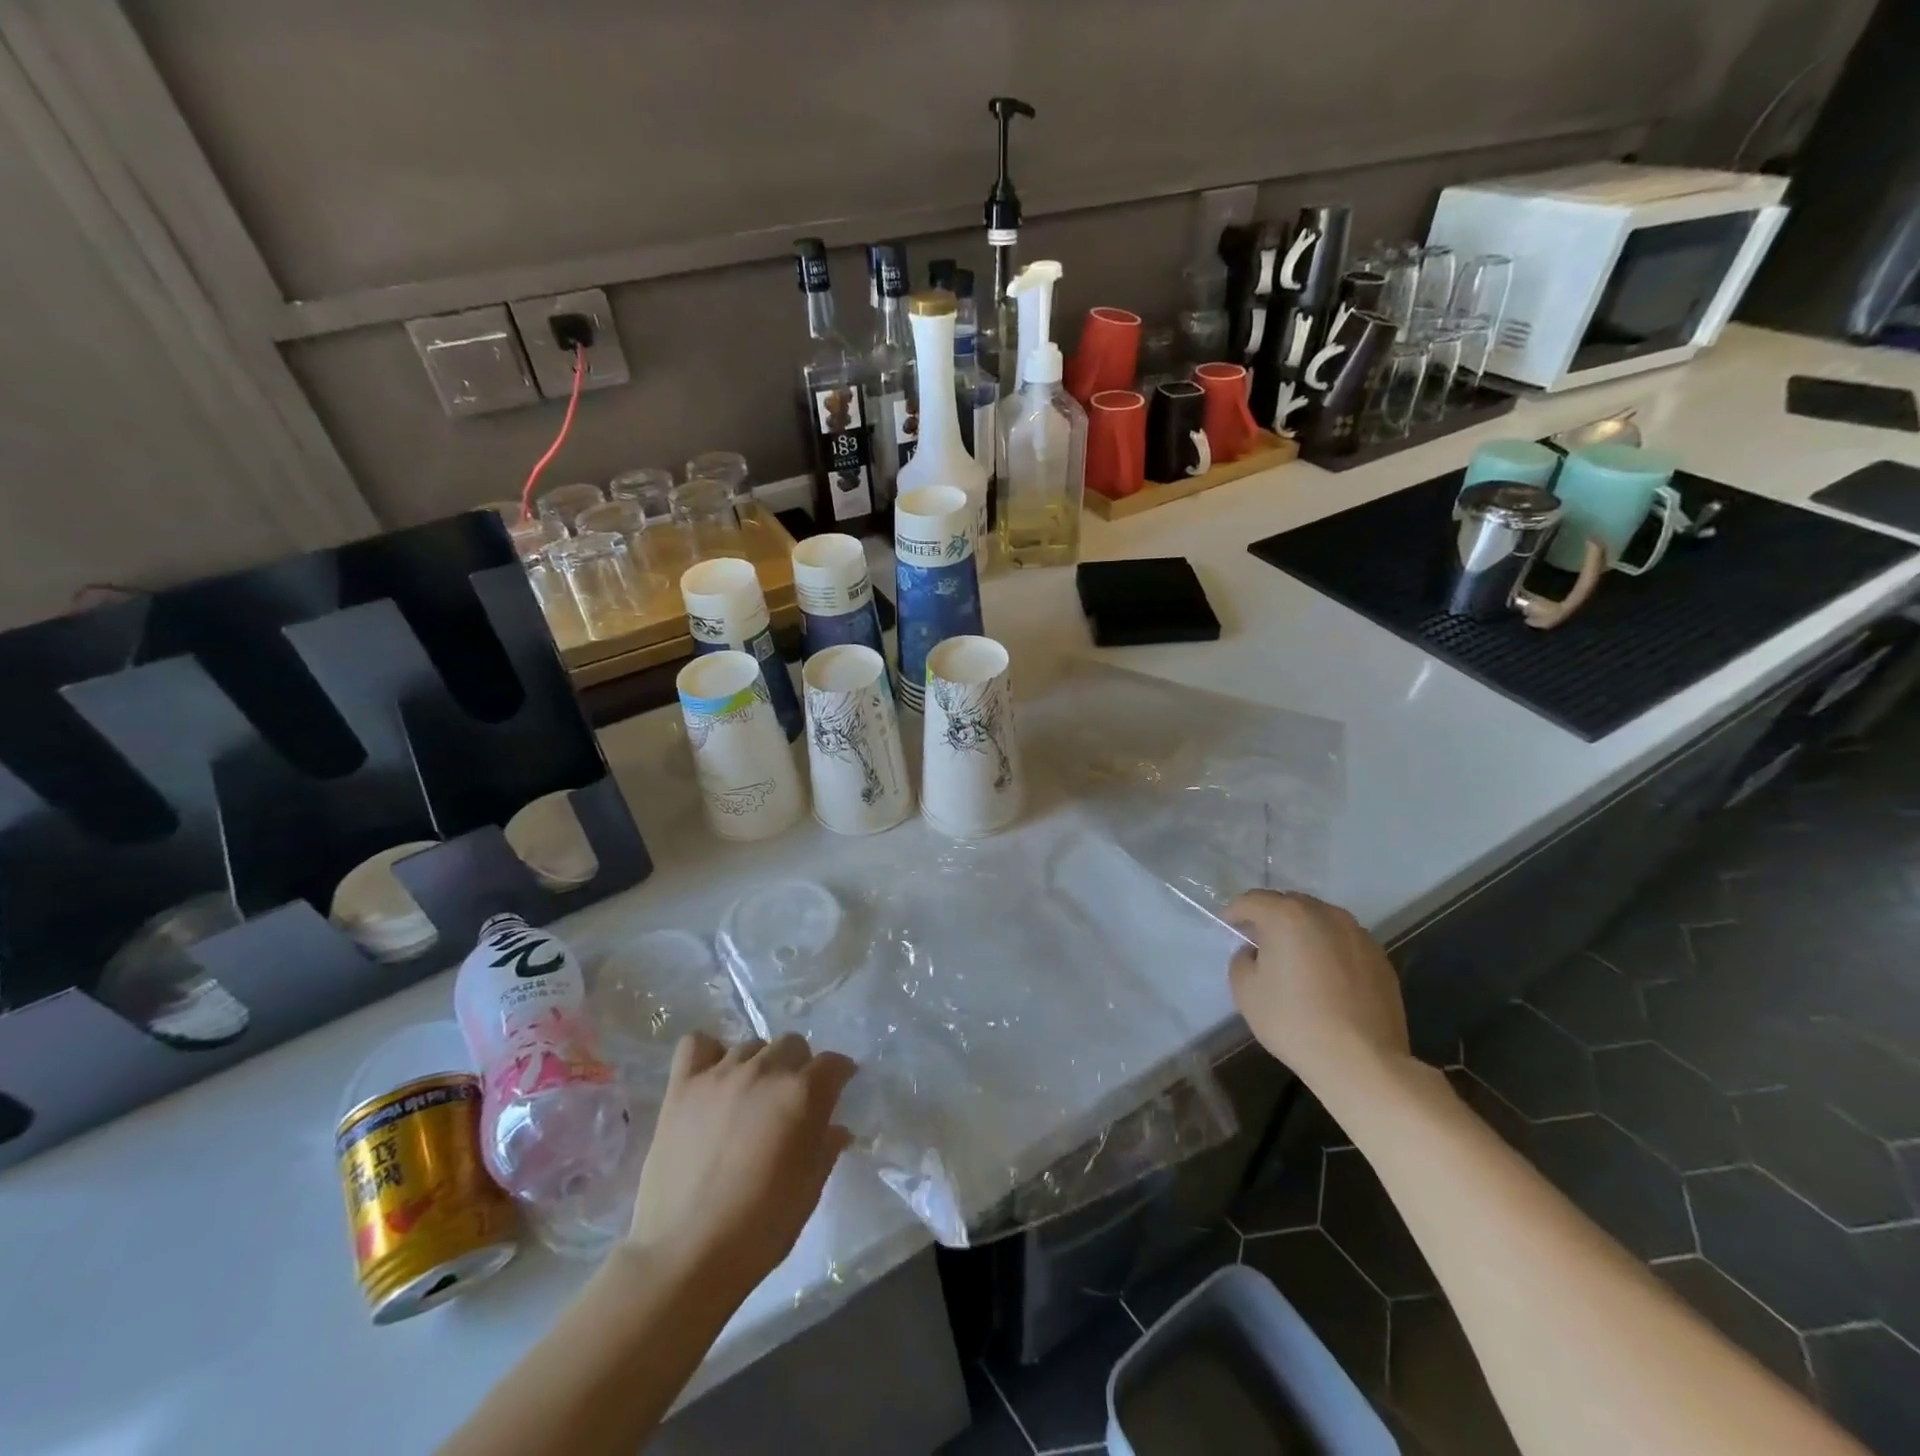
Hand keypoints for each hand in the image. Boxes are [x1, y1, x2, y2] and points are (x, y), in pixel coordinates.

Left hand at [629, 1032, 856, 1299]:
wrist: (684, 1256)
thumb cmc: (758, 1230)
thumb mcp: (808, 1191)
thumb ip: (825, 1148)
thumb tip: (836, 1128)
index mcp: (801, 1094)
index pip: (833, 1064)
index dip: (839, 1076)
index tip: (838, 1090)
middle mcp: (764, 1071)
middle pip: (792, 1044)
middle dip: (799, 1067)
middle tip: (791, 1100)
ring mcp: (719, 1074)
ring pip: (751, 1044)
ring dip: (760, 1064)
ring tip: (751, 1096)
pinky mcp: (682, 1086)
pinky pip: (698, 1044)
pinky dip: (709, 1053)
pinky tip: (713, 1078)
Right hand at [1224, 890, 1410, 1089]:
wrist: (1361, 1061)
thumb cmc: (1293, 1021)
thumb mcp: (1245, 990)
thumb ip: (1242, 960)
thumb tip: (1255, 953)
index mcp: (1288, 915)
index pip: (1252, 900)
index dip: (1235, 912)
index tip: (1229, 927)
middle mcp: (1326, 914)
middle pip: (1290, 904)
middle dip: (1271, 918)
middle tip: (1260, 943)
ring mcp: (1358, 935)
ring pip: (1321, 922)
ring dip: (1304, 932)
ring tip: (1296, 961)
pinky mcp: (1380, 959)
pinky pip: (1344, 943)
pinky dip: (1330, 951)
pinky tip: (1326, 980)